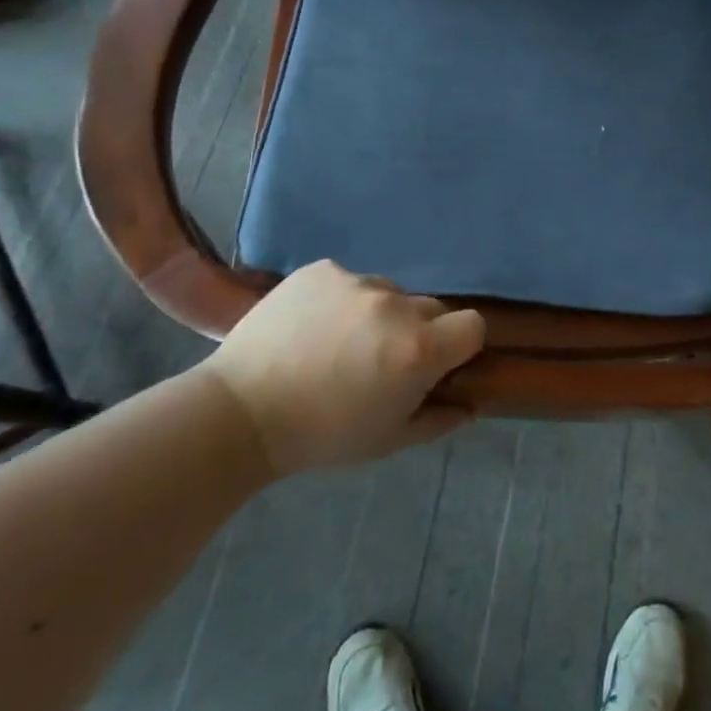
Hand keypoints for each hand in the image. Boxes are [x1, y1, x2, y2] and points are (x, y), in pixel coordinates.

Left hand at [200, 260, 484, 475]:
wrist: (238, 413)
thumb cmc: (321, 436)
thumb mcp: (389, 440)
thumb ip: (439, 419)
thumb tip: (470, 403)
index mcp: (419, 348)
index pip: (473, 325)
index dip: (460, 346)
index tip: (436, 365)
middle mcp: (396, 305)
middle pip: (430, 308)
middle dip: (417, 332)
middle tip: (380, 362)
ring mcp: (357, 281)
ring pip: (388, 293)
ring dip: (378, 315)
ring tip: (338, 345)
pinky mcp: (322, 269)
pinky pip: (349, 281)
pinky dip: (341, 301)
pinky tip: (312, 328)